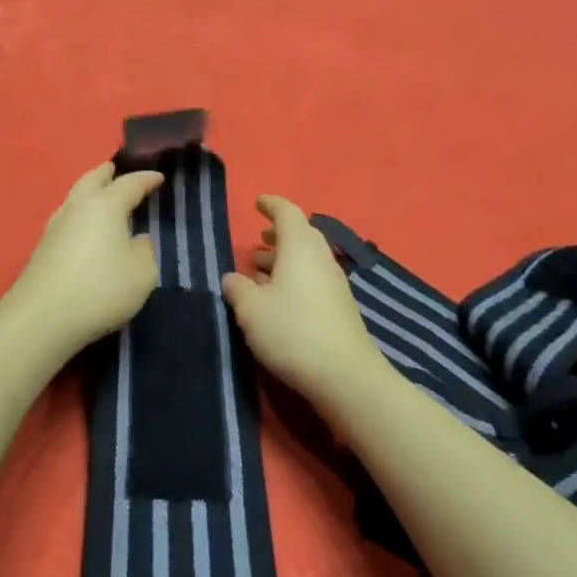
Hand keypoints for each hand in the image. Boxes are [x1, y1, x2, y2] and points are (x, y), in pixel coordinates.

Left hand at [8, 162, 165, 356]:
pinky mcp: (42, 249)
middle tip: (114, 168)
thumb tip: (137, 240)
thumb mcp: (142, 273)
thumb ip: (145, 252)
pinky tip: (84, 228)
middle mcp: (77, 208)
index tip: (159, 177)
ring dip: (88, 191)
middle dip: (105, 173)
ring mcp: (54, 228)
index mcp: (105, 206)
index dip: (146, 179)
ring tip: (99, 196)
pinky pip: (66, 220)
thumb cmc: (101, 289)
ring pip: (74, 198)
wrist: (43, 318)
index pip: (129, 184)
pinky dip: (79, 215)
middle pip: (91, 180)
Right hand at [221, 196, 388, 408]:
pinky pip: (314, 279)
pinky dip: (295, 278)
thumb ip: (238, 288)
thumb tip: (233, 277)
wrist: (344, 374)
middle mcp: (321, 259)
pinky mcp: (340, 307)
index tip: (258, 202)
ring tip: (261, 271)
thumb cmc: (291, 331)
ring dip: (285, 259)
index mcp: (299, 248)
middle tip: (259, 240)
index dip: (272, 204)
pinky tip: (279, 299)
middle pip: (302, 235)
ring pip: (308, 259)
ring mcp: (334, 283)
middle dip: (279, 234)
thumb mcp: (251, 310)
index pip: (287, 213)